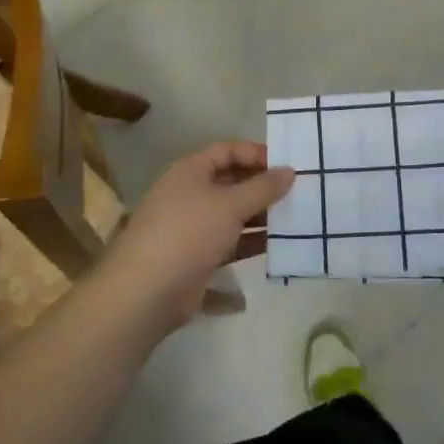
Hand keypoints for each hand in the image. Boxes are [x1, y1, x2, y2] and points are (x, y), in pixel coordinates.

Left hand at [98, 141, 293, 332]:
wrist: (145, 293)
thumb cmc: (188, 234)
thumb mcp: (230, 205)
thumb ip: (263, 187)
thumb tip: (290, 170)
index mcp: (190, 172)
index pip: (227, 151)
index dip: (256, 154)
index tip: (287, 166)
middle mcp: (189, 195)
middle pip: (231, 183)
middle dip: (262, 188)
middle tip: (298, 193)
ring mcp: (191, 228)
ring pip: (232, 215)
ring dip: (261, 217)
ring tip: (296, 220)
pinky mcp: (196, 258)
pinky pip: (230, 244)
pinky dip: (251, 244)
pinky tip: (279, 249)